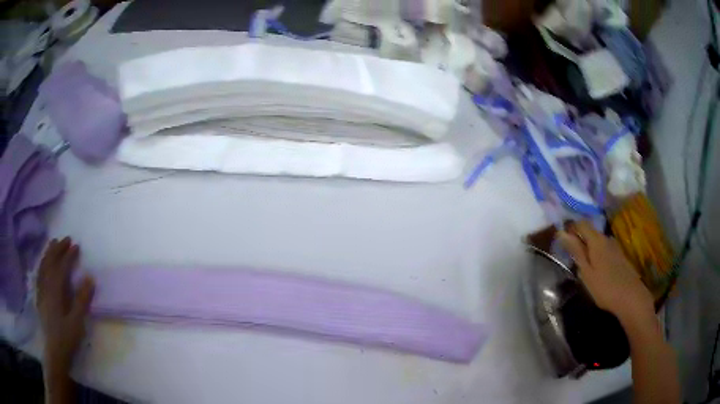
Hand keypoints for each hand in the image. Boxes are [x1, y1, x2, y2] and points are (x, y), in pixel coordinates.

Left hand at [37, 237, 94, 373]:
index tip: (76, 246)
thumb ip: (82, 300)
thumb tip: (89, 277)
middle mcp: (46, 286)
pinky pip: (39, 274)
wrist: (55, 352)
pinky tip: (44, 263)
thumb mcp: (77, 322)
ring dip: (48, 253)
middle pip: (50, 262)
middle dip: (58, 249)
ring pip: (43, 266)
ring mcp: (41, 291)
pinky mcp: (39, 297)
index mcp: (55, 291)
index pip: (61, 267)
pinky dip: (42, 264)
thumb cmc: (67, 338)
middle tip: (66, 239)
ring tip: (53, 243)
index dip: (68, 255)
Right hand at [558, 221, 654, 324]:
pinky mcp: (620, 256)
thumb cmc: (604, 287)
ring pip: (598, 242)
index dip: (571, 229)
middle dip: (580, 241)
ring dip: (590, 250)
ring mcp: (615, 247)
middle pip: (591, 232)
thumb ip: (576, 251)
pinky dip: (598, 256)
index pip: (581, 224)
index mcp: (596, 240)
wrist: (630, 297)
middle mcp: (606, 238)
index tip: (563, 243)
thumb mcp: (586, 272)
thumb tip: (561, 232)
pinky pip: (605, 250)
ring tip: (584, 267)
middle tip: (572, 259)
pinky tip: (597, 271)